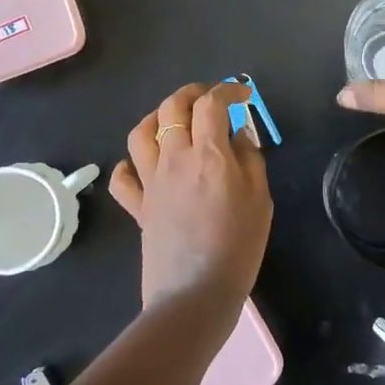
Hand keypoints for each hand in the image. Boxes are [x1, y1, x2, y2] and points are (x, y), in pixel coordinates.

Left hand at [109, 82, 272, 309]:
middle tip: (210, 98)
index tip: (243, 95)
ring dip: (157, 117)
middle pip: (172, 107)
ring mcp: (151, 182)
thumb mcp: (261, 200)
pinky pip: (123, 177)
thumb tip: (238, 135)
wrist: (195, 294)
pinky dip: (130, 164)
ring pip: (141, 132)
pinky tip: (145, 166)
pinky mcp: (138, 207)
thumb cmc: (238, 247)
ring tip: (174, 121)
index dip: (228, 90)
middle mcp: (175, 158)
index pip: (212, 103)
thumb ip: (251, 160)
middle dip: (192, 93)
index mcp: (209, 154)